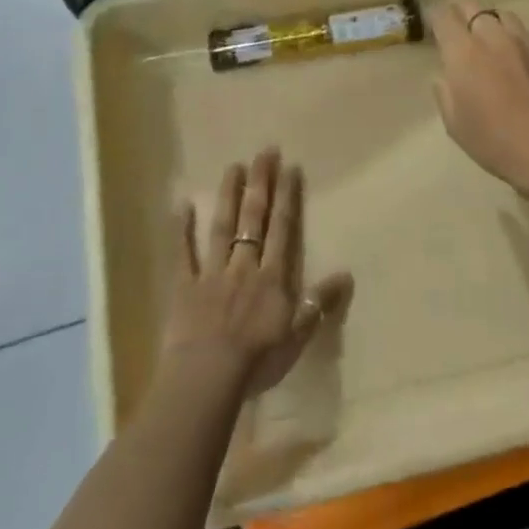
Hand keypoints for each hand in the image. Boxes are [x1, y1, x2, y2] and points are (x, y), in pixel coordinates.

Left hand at [159, 148, 353, 399]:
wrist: (208, 376)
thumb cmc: (258, 360)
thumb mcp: (298, 335)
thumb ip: (319, 303)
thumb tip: (346, 274)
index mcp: (272, 277)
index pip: (283, 229)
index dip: (287, 198)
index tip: (289, 167)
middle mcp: (244, 266)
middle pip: (254, 219)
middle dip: (261, 184)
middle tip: (264, 152)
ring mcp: (212, 274)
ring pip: (222, 228)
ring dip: (229, 196)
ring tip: (233, 166)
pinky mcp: (184, 287)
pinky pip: (183, 254)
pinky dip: (182, 230)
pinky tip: (182, 205)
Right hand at [429, 0, 528, 194]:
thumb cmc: (496, 143)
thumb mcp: (456, 125)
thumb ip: (445, 93)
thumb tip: (446, 76)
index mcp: (464, 53)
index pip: (444, 17)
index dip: (435, 17)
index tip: (433, 25)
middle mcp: (494, 38)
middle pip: (473, 7)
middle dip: (460, 12)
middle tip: (456, 27)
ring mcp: (526, 44)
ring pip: (502, 16)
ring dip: (489, 22)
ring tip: (487, 39)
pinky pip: (525, 37)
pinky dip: (513, 41)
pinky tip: (516, 63)